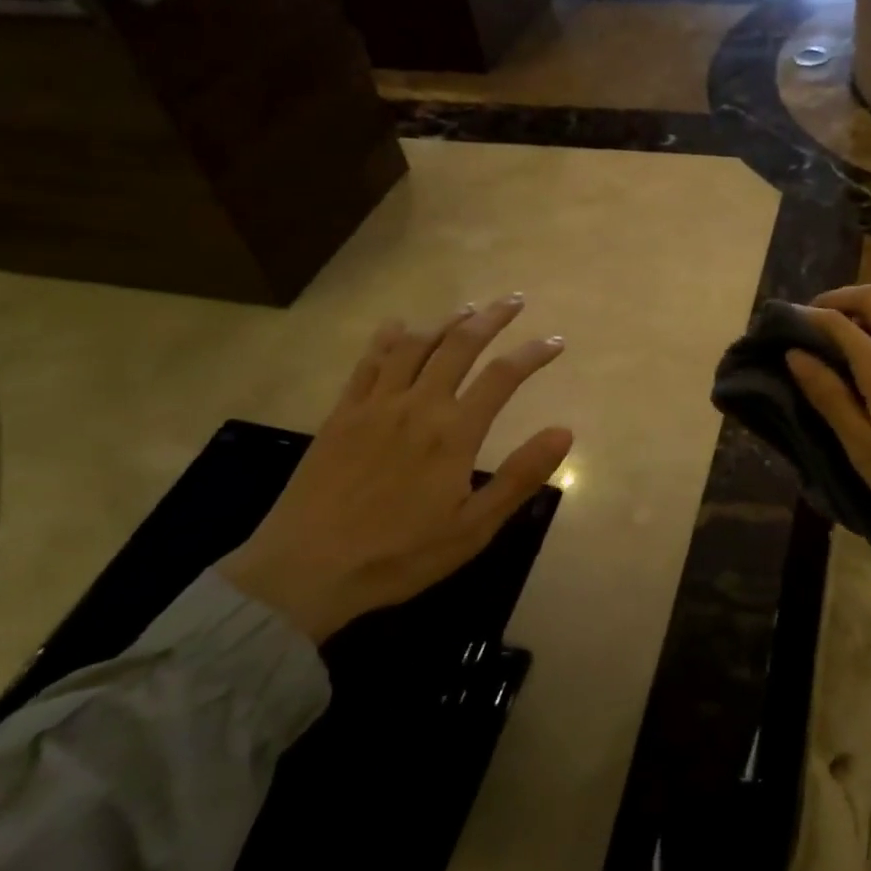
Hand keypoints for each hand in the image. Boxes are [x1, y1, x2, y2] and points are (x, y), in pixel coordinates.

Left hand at [218, 296, 572, 641]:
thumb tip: (564, 431)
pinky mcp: (342, 413)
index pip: (503, 377)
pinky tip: (399, 324)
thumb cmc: (399, 555)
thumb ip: (520, 477)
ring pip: (416, 345)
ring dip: (447, 321)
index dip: (533, 353)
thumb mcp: (473, 528)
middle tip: (514, 301)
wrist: (306, 569)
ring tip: (469, 309)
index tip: (557, 342)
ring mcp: (375, 404)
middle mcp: (418, 405)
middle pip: (460, 345)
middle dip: (492, 318)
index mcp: (454, 433)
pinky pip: (368, 362)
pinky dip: (388, 337)